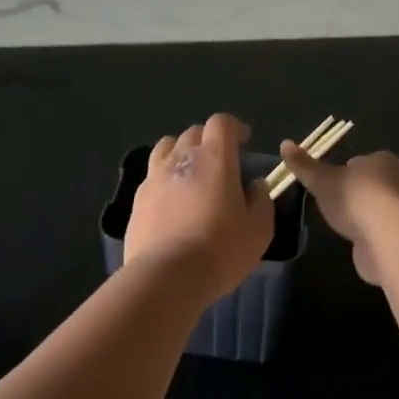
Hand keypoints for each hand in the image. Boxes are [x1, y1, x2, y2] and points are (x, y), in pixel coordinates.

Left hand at [126, 114, 274, 303]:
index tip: (244, 142)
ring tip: (191, 174)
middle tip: (220, 163)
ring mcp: (154, 178)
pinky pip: (152, 176)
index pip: (221, 123)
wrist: (168, 275)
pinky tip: (172, 201)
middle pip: (193, 133)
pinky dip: (164, 179)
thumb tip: (255, 185)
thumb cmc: (221, 248)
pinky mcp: (137, 200)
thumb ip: (261, 200)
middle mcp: (180, 158)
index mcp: (214, 158)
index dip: (234, 128)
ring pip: (166, 148)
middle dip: (208, 140)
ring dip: (181, 153)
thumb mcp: (259, 228)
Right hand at [275, 143, 398, 284]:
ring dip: (362, 216)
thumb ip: (304, 165)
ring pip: (376, 208)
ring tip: (342, 225)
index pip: (358, 162)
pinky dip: (370, 235)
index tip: (327, 185)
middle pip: (369, 184)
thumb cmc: (355, 199)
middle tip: (331, 206)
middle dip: (353, 194)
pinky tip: (357, 242)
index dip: (341, 172)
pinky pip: (382, 230)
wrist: (389, 238)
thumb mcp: (322, 180)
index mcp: (382, 160)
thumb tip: (284, 143)